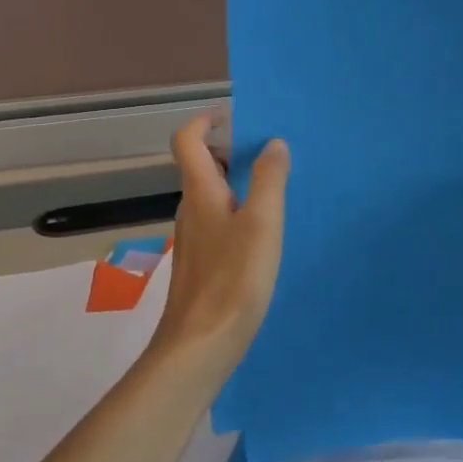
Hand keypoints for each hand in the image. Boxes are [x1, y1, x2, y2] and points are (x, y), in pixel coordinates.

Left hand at [154, 115, 289, 364]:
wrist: (200, 345)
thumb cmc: (233, 279)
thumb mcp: (262, 223)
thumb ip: (269, 180)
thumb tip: (273, 143)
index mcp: (200, 193)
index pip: (187, 140)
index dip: (205, 121)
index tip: (234, 116)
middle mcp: (191, 210)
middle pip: (201, 166)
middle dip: (230, 151)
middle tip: (268, 154)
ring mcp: (193, 240)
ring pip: (211, 197)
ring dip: (237, 184)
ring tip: (275, 190)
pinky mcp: (201, 265)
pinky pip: (218, 223)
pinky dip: (237, 213)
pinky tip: (264, 235)